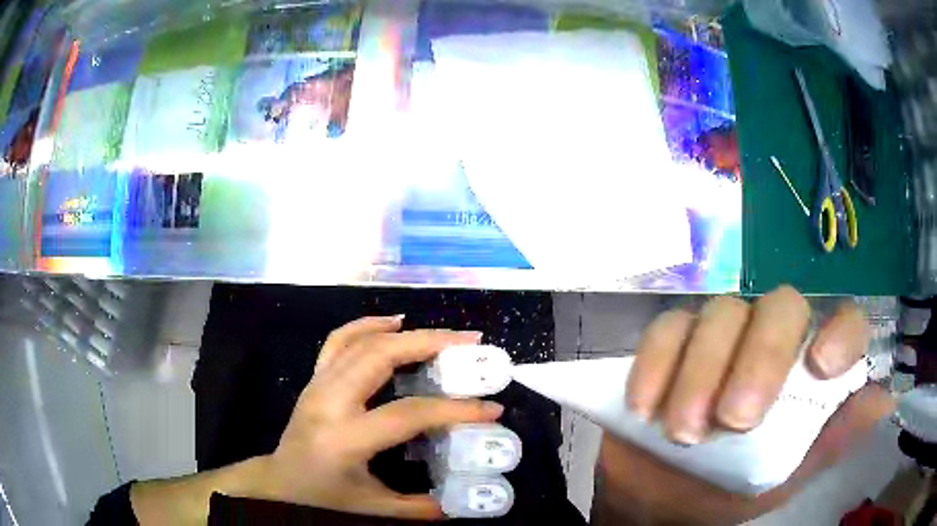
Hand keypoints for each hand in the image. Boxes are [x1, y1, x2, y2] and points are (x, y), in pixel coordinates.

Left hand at [260, 316, 502, 519]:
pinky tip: (393, 322)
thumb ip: (418, 507)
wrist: (279, 483)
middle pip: (380, 357)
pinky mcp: (314, 379)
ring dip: (405, 332)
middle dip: (430, 343)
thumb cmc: (323, 498)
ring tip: (443, 334)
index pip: (407, 414)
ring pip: (360, 341)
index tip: (491, 407)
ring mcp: (317, 385)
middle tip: (469, 343)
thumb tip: (462, 503)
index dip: (453, 409)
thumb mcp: (373, 509)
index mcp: (345, 439)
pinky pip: (337, 341)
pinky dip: (366, 325)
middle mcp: (329, 402)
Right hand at [596, 286, 895, 524]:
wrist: (658, 503)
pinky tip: (646, 409)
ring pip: (721, 313)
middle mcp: (771, 340)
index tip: (821, 366)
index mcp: (807, 371)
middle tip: (733, 419)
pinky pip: (667, 329)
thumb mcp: (785, 479)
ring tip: (683, 431)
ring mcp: (720, 335)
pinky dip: (656, 363)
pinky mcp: (671, 342)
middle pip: (780, 306)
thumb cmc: (729, 494)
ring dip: (702, 370)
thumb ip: (832, 441)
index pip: (843, 322)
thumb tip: (884, 400)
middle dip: (761, 357)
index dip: (841, 332)